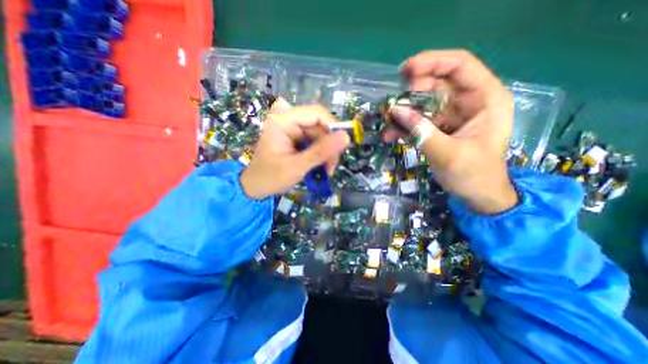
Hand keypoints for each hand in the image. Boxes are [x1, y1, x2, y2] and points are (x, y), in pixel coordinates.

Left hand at [239, 102, 348, 199]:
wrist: (256, 187)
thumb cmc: (271, 177)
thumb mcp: (297, 166)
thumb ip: (321, 152)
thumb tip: (346, 137)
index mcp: (283, 121)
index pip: (316, 113)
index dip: (332, 127)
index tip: (340, 147)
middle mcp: (288, 121)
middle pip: (320, 126)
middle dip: (329, 146)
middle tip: (331, 167)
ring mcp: (293, 130)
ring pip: (320, 135)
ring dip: (327, 153)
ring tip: (327, 170)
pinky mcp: (296, 139)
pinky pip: (316, 142)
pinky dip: (321, 155)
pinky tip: (321, 166)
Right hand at [384, 49, 516, 212]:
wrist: (476, 195)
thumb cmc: (473, 175)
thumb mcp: (447, 153)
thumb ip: (421, 131)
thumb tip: (395, 110)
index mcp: (485, 99)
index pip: (459, 66)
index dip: (432, 62)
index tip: (405, 71)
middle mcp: (468, 102)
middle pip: (437, 83)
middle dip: (412, 92)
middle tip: (392, 103)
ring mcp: (451, 115)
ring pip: (423, 103)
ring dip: (403, 112)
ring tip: (387, 122)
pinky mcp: (439, 128)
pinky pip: (418, 121)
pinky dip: (403, 127)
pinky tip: (390, 135)